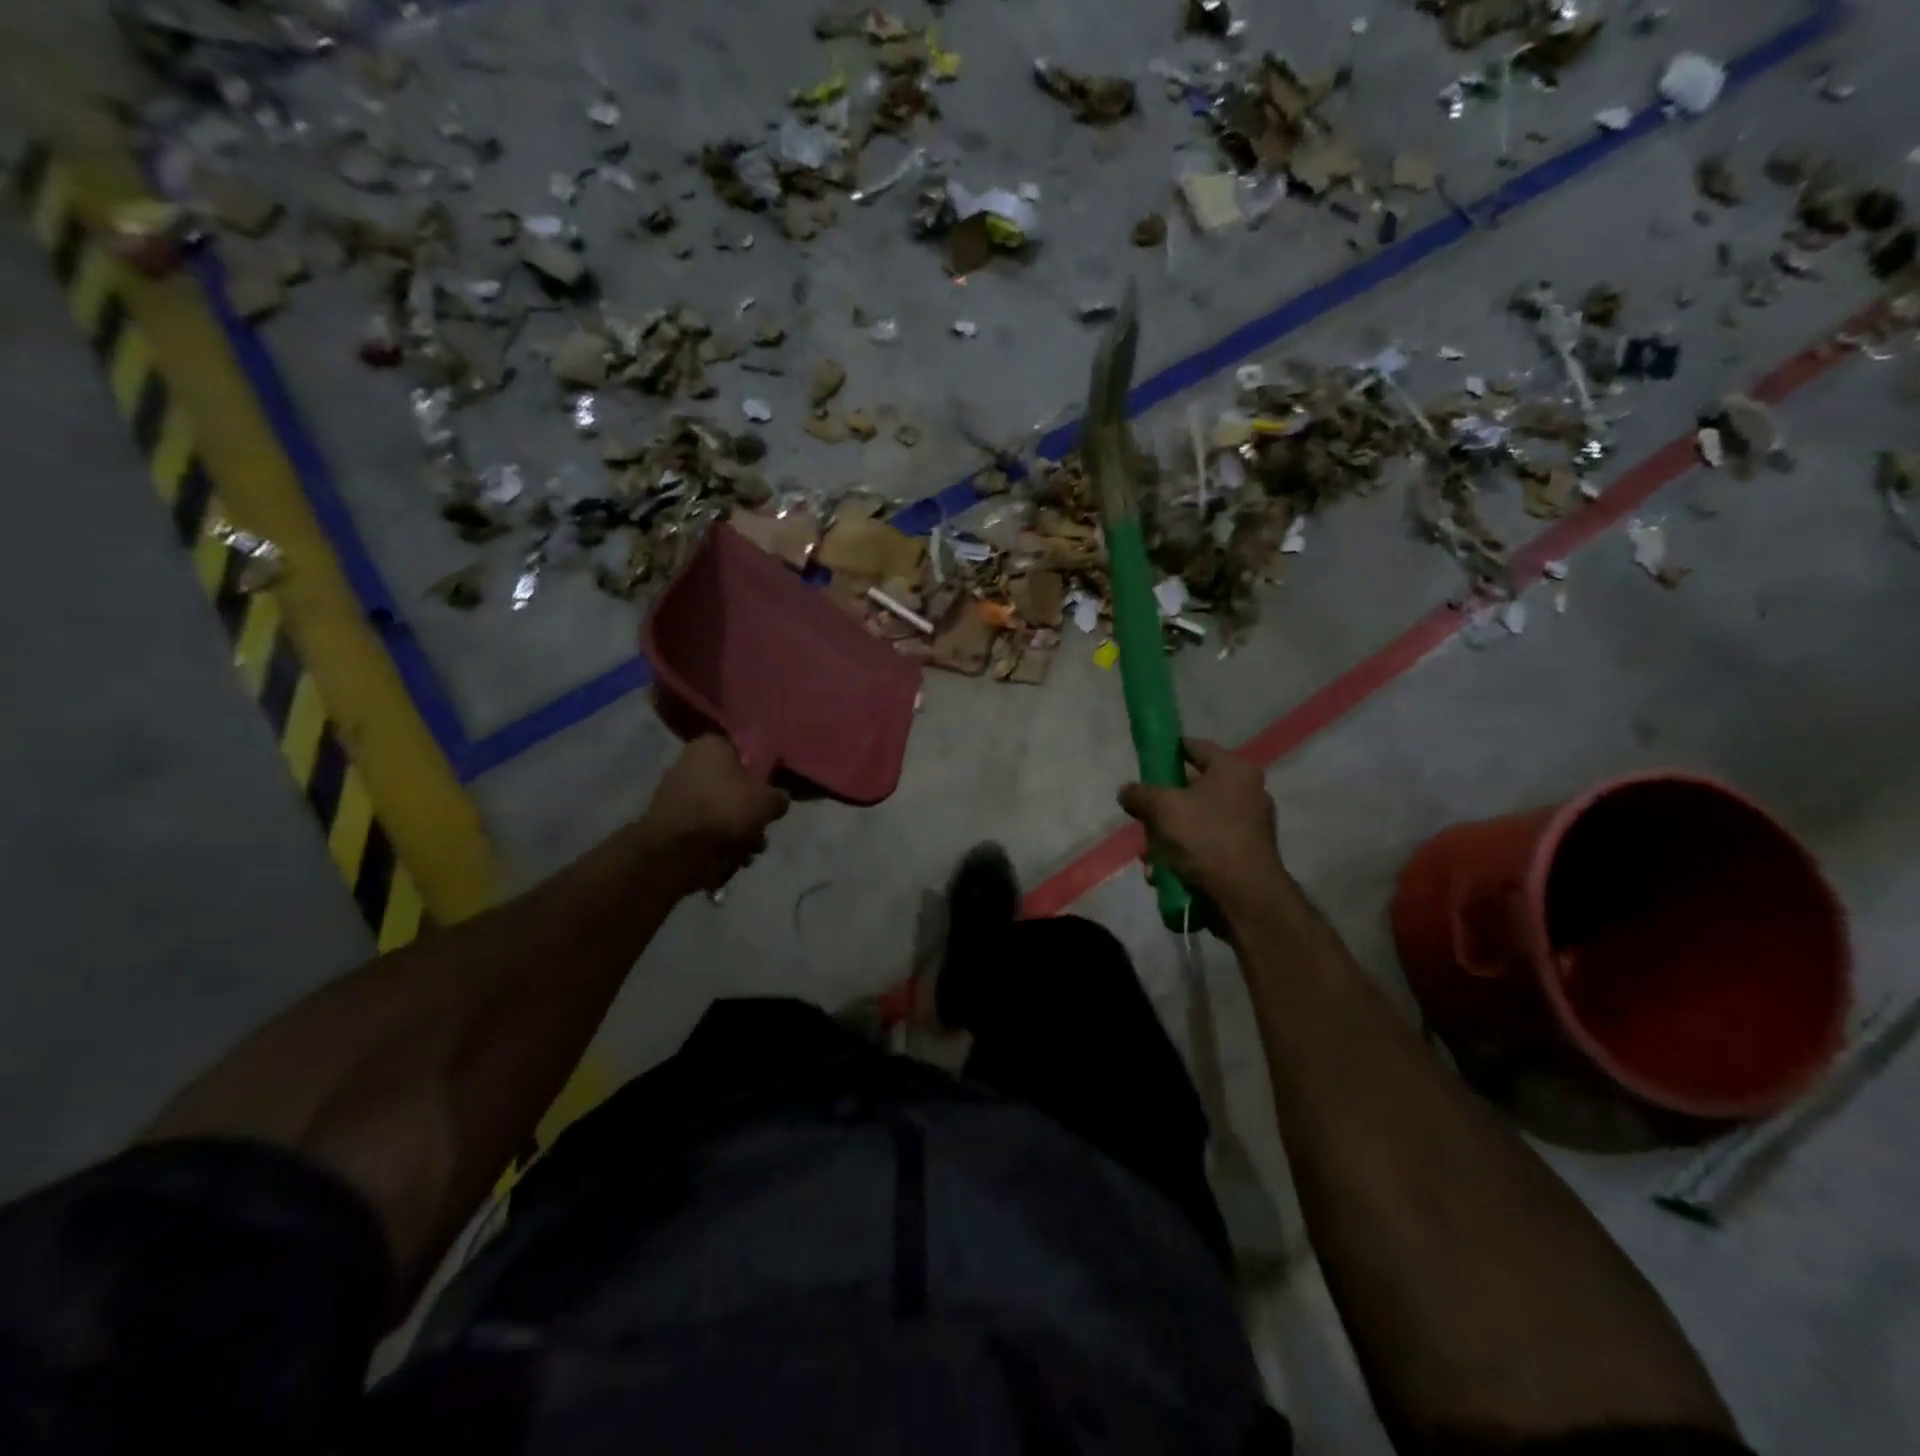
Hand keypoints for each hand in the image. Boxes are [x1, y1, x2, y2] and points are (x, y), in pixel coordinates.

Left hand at [641, 735, 789, 892]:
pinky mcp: (669, 823)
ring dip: (737, 831)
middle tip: (761, 826)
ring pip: (719, 810)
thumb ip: (779, 797)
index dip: (759, 772)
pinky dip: (717, 843)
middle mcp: (688, 763)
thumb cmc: (726, 810)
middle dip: (748, 810)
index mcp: (710, 746)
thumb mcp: (768, 801)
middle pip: (731, 785)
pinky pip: (703, 829)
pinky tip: (730, 859)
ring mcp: (675, 794)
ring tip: (749, 850)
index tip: (769, 791)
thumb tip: (777, 800)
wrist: (679, 851)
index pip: (741, 751)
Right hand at [1118, 739, 1287, 917]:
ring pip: (1195, 821)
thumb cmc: (1206, 838)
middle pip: (1193, 787)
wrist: (1245, 898)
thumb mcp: (1163, 808)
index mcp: (1234, 770)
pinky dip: (1183, 855)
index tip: (1145, 761)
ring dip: (1167, 836)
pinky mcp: (1244, 856)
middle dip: (1161, 804)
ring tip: (1148, 855)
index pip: (1195, 747)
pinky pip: (1205, 846)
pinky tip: (1162, 874)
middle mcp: (1247, 793)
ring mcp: (1248, 826)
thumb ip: (1140, 794)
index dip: (1167, 750)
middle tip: (1141, 814)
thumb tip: (1127, 791)